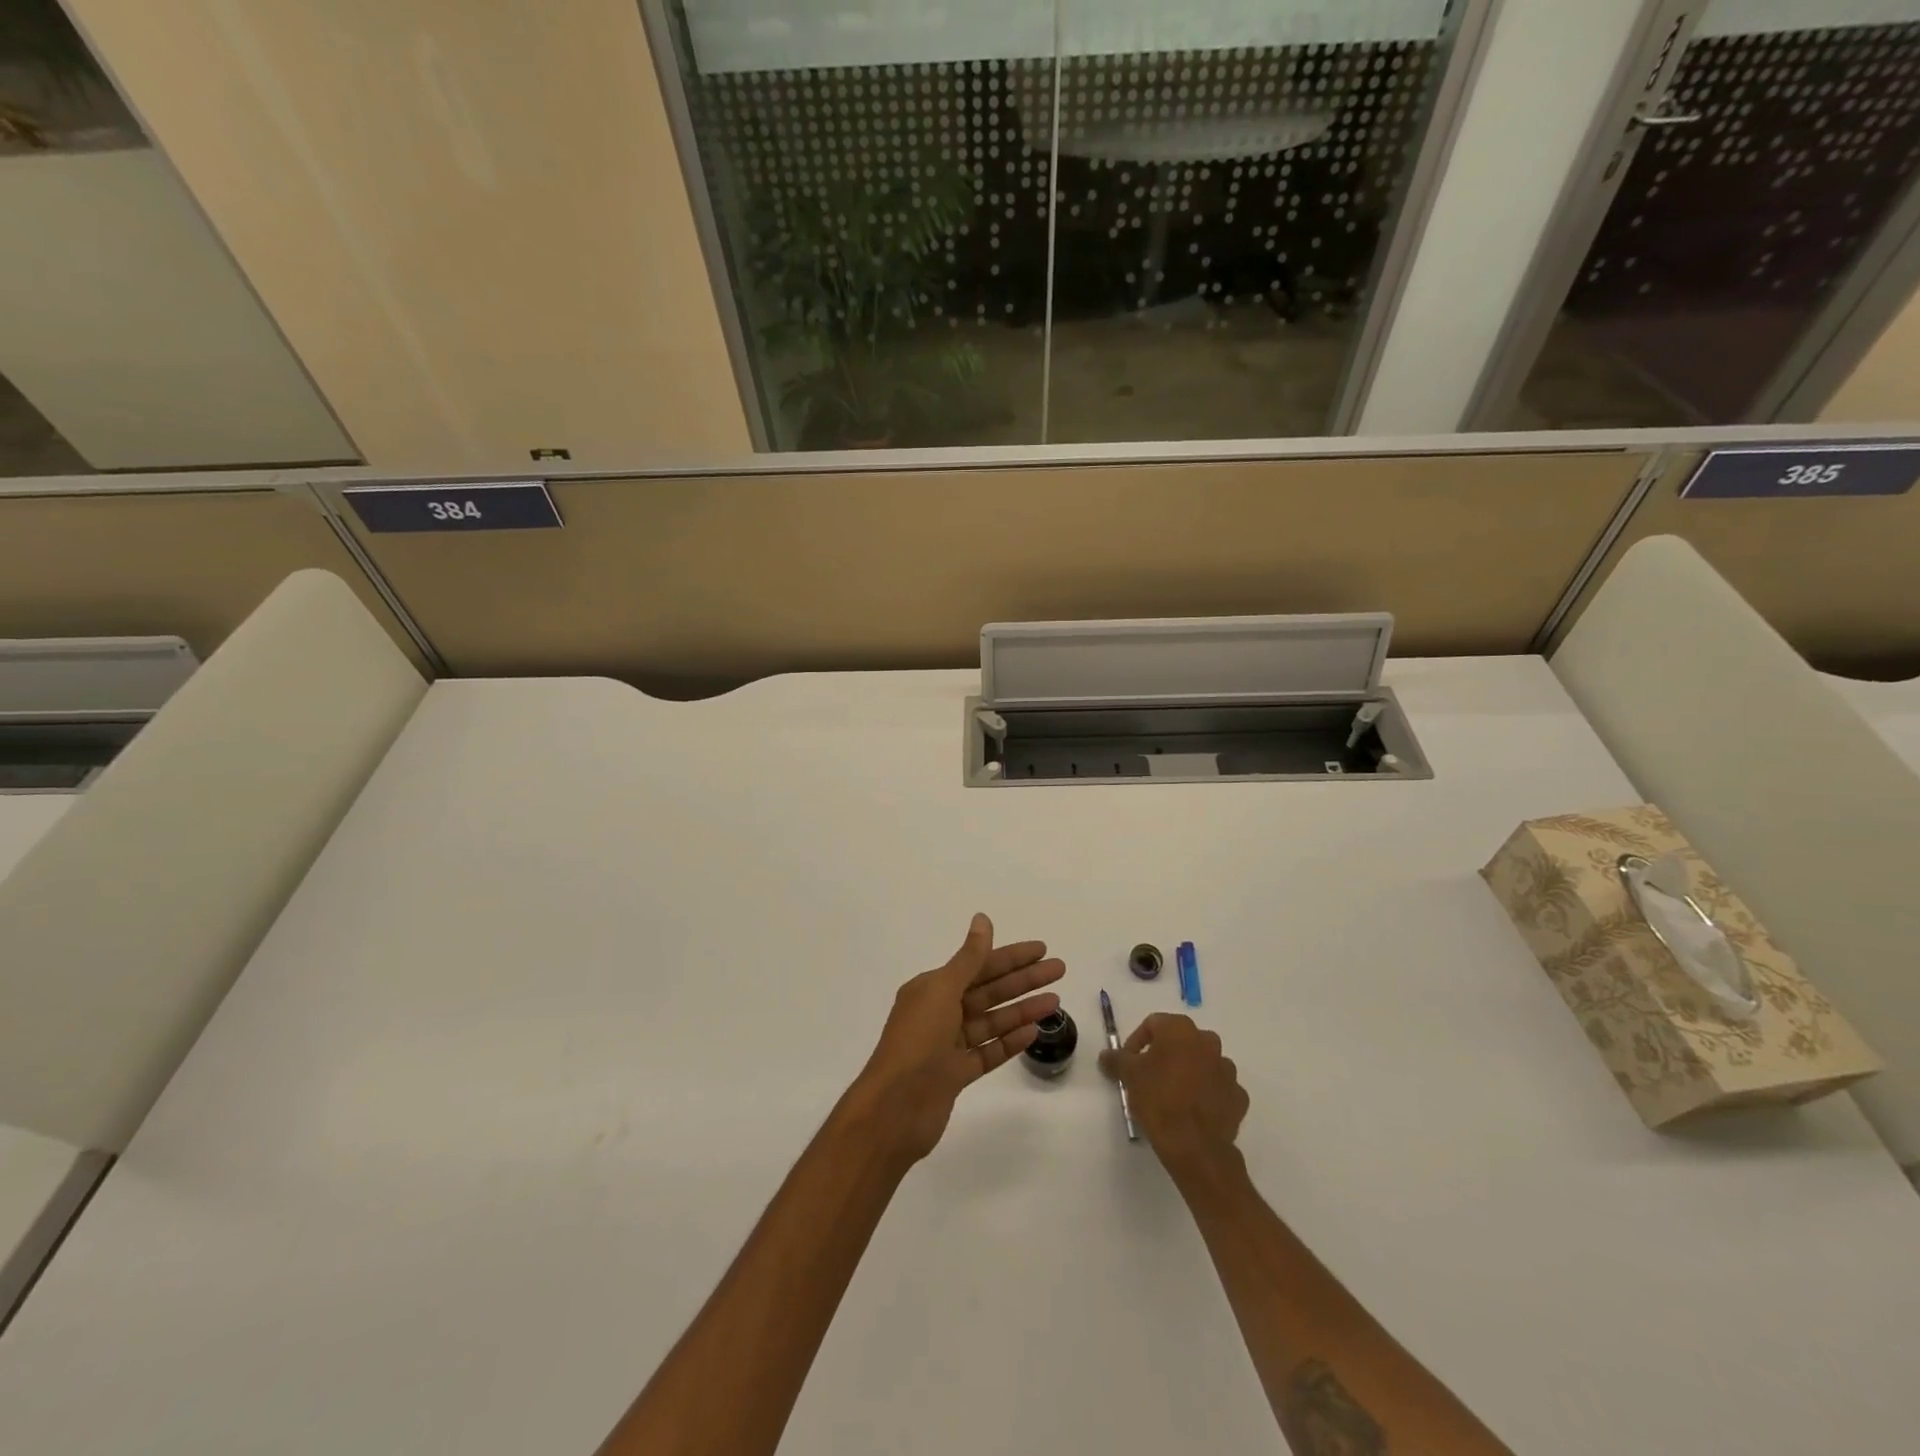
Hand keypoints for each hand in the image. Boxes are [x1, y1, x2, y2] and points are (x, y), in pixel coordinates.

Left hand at [844, 914, 1064, 1163]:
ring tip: (1056, 1001)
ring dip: (1022, 1009)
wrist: (894, 1107)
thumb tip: (982, 919)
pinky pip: (989, 1052)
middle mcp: (939, 1012)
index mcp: (931, 988)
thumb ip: (969, 958)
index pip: (978, 965)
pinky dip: (1010, 1041)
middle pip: (989, 991)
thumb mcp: (942, 990)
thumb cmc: (917, 1040)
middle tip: (1060, 969)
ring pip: (992, 1021)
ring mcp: (948, 1046)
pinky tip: (1034, 1032)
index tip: (1042, 949)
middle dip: (1024, 979)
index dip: (1011, 957)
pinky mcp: (956, 1075)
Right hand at [1100, 1013, 1248, 1176]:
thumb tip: (1106, 1055)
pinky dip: (1206, 1093)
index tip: (1128, 1063)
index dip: (1137, 1042)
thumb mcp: (1129, 1075)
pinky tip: (1193, 1110)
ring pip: (1202, 1063)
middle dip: (1164, 1055)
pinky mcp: (1238, 1096)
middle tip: (1149, 1077)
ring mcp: (1227, 1070)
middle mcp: (1208, 1042)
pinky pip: (1217, 1088)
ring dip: (1188, 1072)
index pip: (1153, 1024)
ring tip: (1171, 1096)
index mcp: (1181, 1029)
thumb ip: (1116, 1059)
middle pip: (1180, 1041)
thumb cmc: (1158, 1099)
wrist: (1195, 1146)